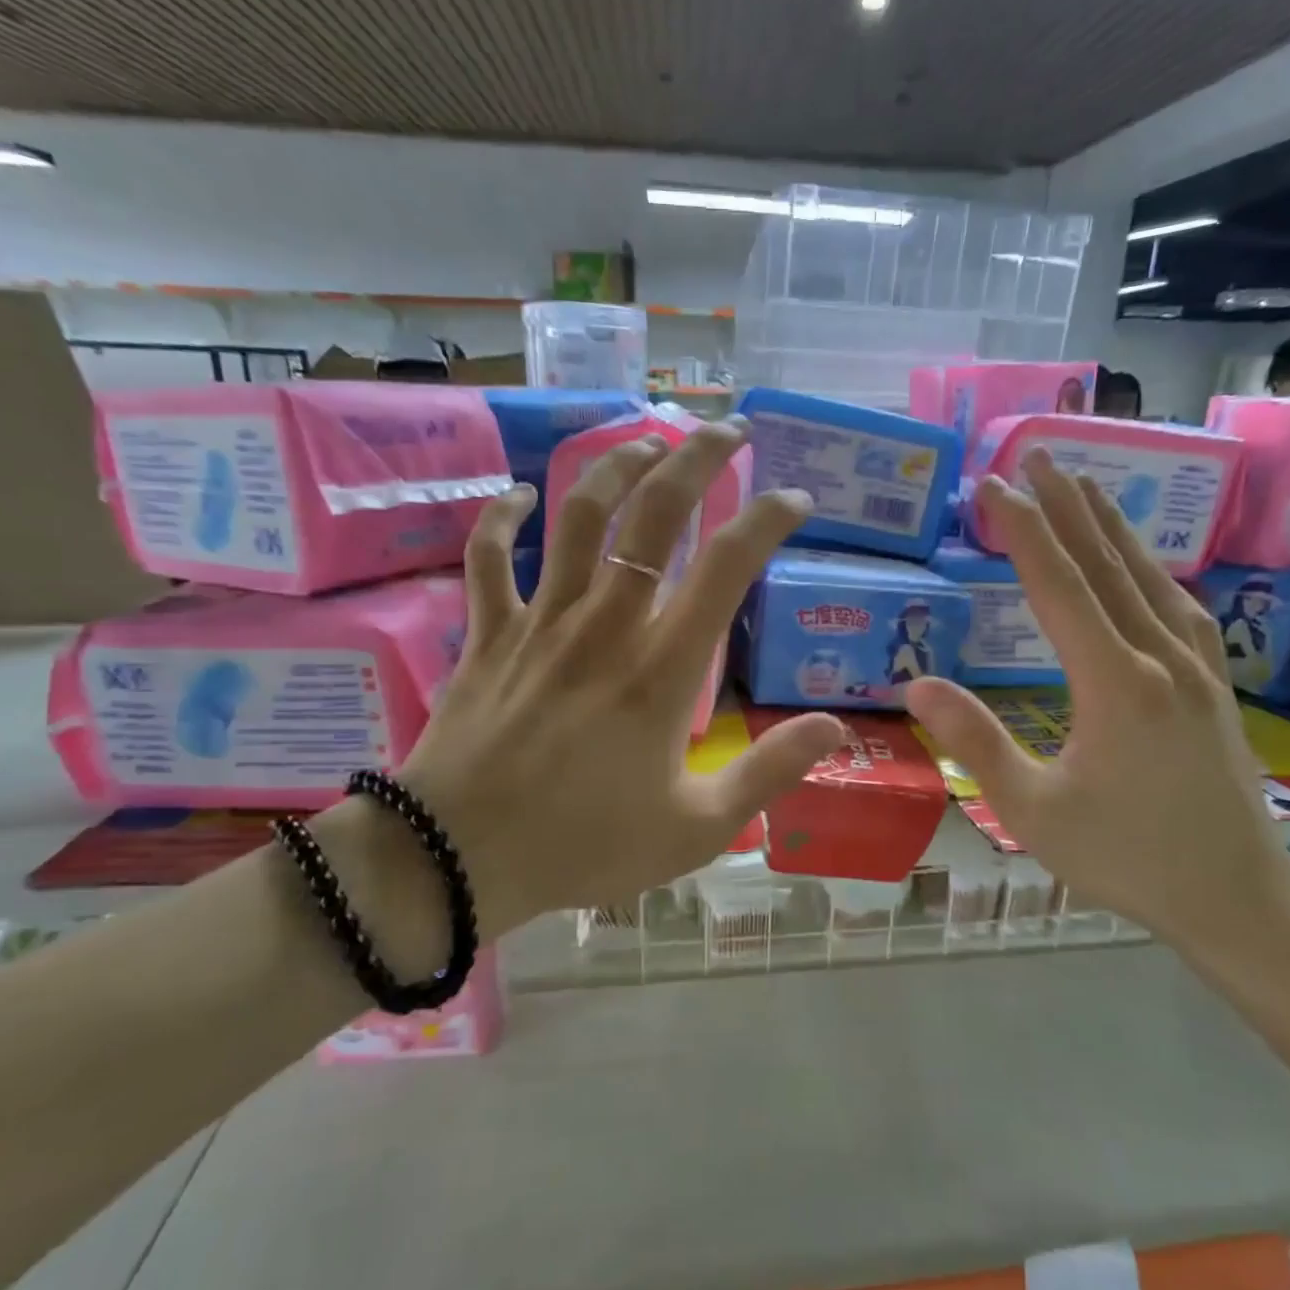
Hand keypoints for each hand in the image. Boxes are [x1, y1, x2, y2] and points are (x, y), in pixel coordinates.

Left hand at [397, 421, 844, 928]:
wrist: (455, 860)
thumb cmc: (583, 846)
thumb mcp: (696, 828)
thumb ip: (768, 772)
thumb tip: (834, 727)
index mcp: (660, 670)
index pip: (726, 567)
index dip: (767, 520)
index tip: (795, 500)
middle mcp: (604, 625)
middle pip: (654, 513)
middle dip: (698, 458)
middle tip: (729, 429)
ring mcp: (540, 622)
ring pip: (578, 515)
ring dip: (615, 466)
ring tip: (649, 443)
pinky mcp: (488, 634)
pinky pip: (487, 558)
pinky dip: (500, 518)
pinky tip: (519, 494)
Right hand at [902, 449, 1289, 946]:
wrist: (1235, 895)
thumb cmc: (1123, 857)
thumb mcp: (1031, 810)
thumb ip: (974, 741)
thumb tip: (917, 683)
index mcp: (1115, 683)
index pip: (1058, 586)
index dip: (1023, 531)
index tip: (993, 487)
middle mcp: (1160, 657)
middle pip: (1105, 563)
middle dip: (1066, 505)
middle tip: (1034, 455)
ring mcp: (1196, 665)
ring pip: (1146, 575)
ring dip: (1108, 524)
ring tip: (1080, 483)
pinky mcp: (1212, 680)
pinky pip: (1175, 601)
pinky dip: (1145, 565)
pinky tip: (1136, 559)